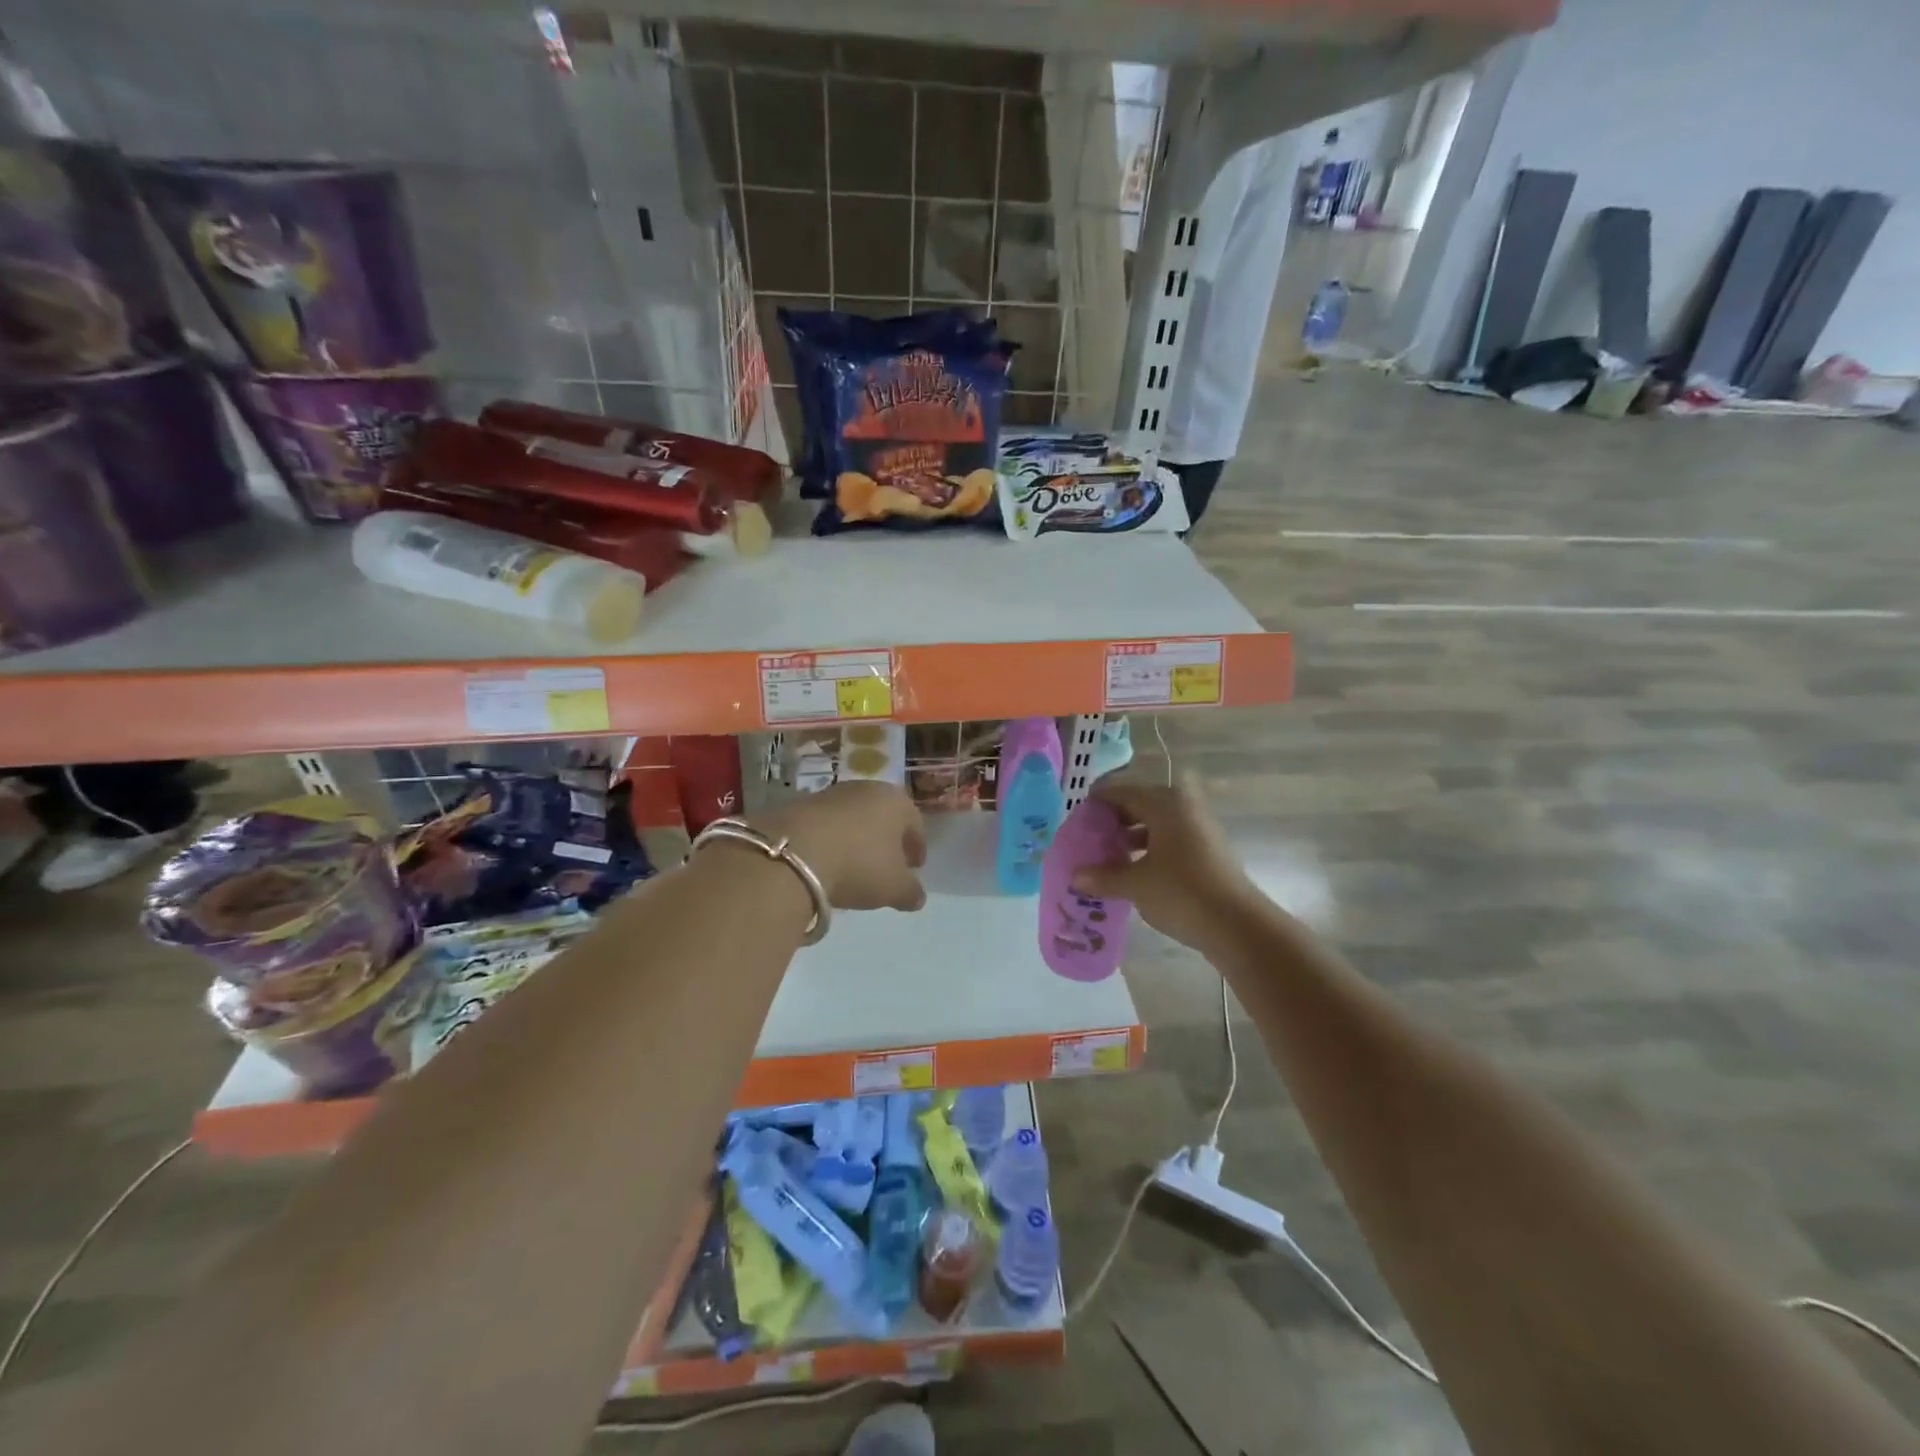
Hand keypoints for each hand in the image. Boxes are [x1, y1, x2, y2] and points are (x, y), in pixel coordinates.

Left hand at [755, 781, 927, 911]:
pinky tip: (827, 862)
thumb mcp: (894, 888)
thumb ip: (911, 892)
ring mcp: (831, 794)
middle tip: (887, 865)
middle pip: (884, 816)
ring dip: (857, 839)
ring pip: (854, 818)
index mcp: (897, 802)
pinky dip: (832, 841)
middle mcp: (867, 789)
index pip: (915, 823)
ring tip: (854, 866)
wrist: (793, 852)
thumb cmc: (859, 865)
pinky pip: (826, 825)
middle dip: (887, 841)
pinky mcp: (800, 805)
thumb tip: (917, 896)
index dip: (917, 847)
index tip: (914, 868)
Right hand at [1071, 776, 1256, 950]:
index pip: (1121, 792)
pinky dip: (1150, 849)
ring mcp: (1200, 829)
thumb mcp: (1135, 885)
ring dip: (1131, 836)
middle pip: (1140, 805)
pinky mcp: (1208, 851)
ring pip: (1156, 824)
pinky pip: (1170, 840)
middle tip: (1090, 839)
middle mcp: (1184, 808)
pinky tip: (1134, 871)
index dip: (1096, 804)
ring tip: (1108, 857)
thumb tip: (1075, 876)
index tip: (1077, 821)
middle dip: (1114, 821)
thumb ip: (1103, 876)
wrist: (1238, 925)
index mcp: (1165, 804)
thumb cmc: (1181, 893)